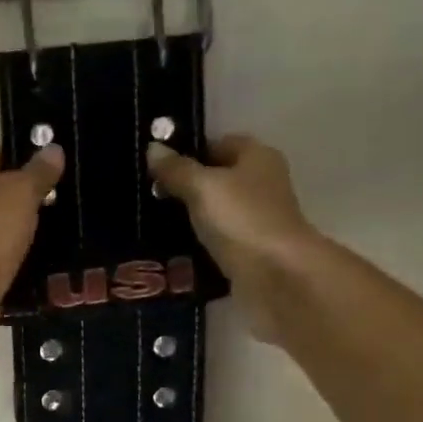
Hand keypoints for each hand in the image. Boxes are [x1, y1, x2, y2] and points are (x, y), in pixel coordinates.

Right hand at [147, 135, 320, 342]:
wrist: (277, 277)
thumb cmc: (242, 220)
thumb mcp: (202, 187)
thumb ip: (176, 169)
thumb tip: (152, 148)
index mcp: (256, 157)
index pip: (216, 144)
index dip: (186, 152)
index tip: (153, 167)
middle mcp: (260, 184)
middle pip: (214, 179)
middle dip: (182, 188)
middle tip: (145, 197)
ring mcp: (255, 220)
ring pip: (213, 213)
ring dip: (187, 219)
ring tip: (149, 224)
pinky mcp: (247, 252)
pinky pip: (215, 242)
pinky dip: (195, 245)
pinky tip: (168, 251)